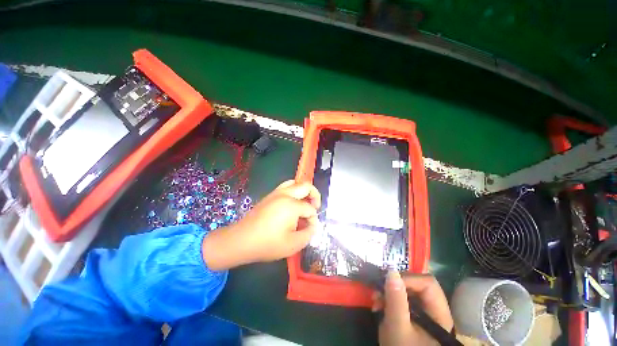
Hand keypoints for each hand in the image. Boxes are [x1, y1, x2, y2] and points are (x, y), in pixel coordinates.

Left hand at [202, 180, 320, 269]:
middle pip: (306, 186)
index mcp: (292, 205)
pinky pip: (285, 187)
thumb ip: (309, 234)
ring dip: (303, 191)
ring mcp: (276, 193)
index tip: (310, 229)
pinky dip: (293, 192)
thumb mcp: (293, 244)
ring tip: (305, 203)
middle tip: (315, 207)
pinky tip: (292, 205)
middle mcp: (285, 194)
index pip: (310, 209)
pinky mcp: (269, 196)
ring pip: (294, 183)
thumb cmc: (267, 243)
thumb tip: (313, 225)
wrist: (241, 240)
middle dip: (314, 195)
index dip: (313, 219)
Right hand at [373, 272, 454, 345]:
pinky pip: (403, 299)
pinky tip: (379, 306)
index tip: (387, 282)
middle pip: (417, 285)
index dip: (408, 279)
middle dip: (395, 285)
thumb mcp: (397, 328)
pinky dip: (389, 299)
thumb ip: (396, 300)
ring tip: (375, 300)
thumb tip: (391, 271)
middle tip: (378, 290)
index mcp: (439, 314)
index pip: (428, 284)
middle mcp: (435, 310)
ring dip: (389, 292)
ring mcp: (425, 313)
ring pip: (408, 291)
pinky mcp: (414, 316)